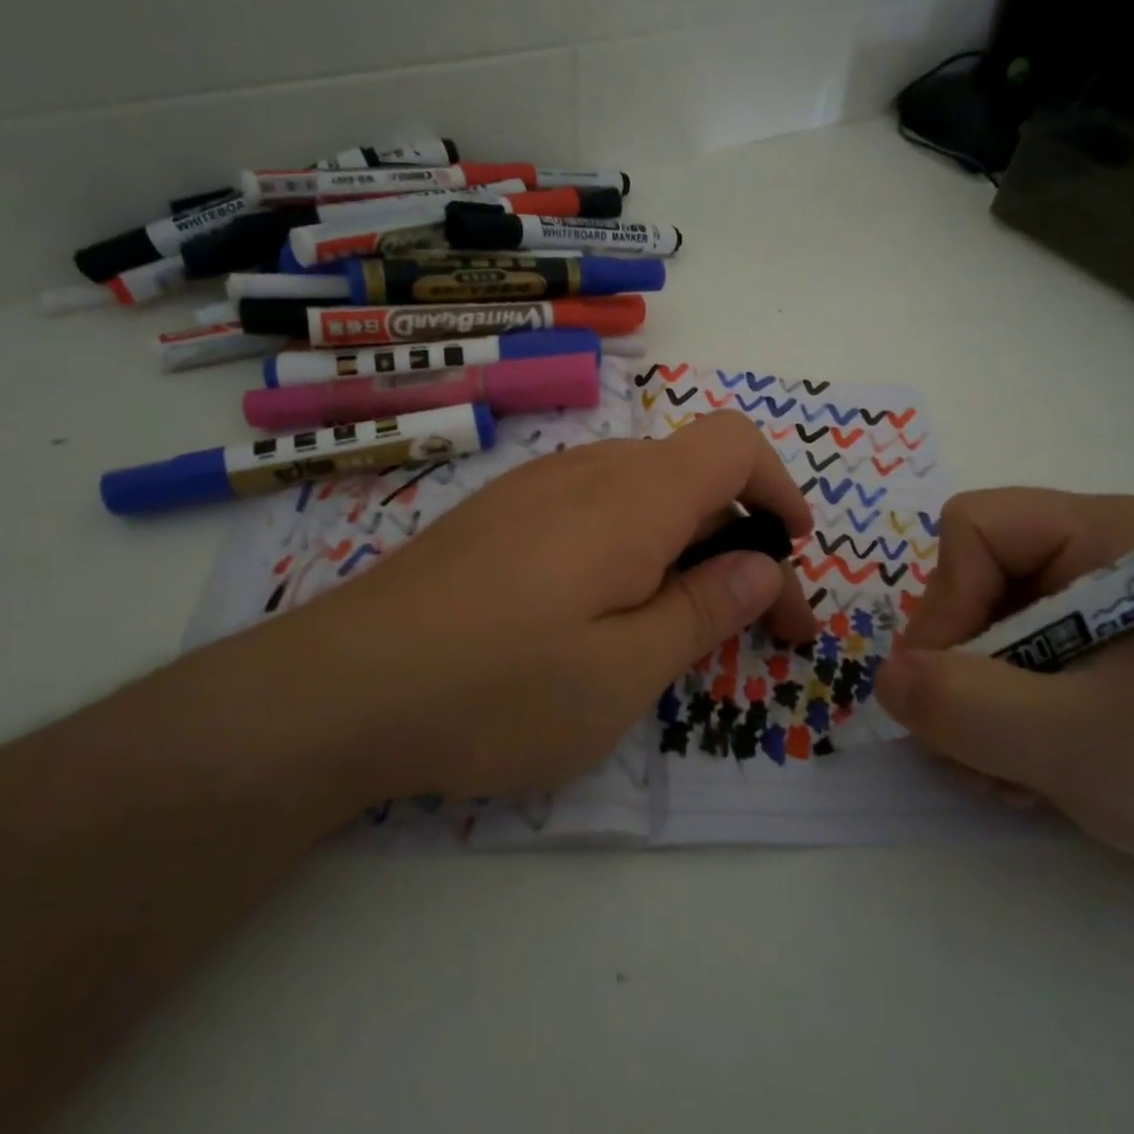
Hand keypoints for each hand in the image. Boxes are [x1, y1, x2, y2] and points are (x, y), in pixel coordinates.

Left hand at [260, 412, 816, 804]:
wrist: (340, 690)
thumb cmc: (497, 690)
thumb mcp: (623, 673)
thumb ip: (702, 610)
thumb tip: (760, 567)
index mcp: (632, 498)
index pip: (733, 443)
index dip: (780, 487)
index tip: (794, 551)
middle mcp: (584, 472)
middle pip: (691, 474)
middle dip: (741, 539)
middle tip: (757, 623)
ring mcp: (531, 489)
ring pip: (640, 494)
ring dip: (683, 546)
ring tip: (682, 623)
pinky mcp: (496, 517)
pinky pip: (590, 511)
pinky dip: (629, 548)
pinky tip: (604, 611)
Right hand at [875, 488, 1133, 916]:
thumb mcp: (1075, 745)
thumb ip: (961, 705)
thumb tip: (885, 678)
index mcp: (1109, 534)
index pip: (973, 529)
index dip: (945, 604)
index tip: (949, 688)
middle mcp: (1099, 553)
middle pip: (971, 583)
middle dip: (961, 672)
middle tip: (976, 750)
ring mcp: (1099, 604)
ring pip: (983, 632)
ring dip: (977, 708)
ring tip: (1013, 776)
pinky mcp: (1103, 650)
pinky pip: (1013, 664)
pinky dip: (1005, 719)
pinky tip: (1034, 772)